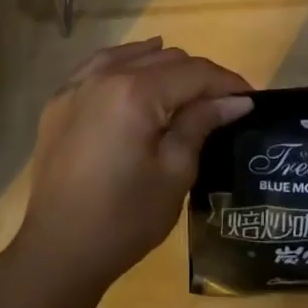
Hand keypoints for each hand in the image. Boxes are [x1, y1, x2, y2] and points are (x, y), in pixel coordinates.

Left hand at [9, 38, 251, 297]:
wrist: (57, 251)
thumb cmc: (124, 218)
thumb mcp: (175, 173)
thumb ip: (201, 124)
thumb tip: (235, 100)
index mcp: (136, 92)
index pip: (194, 72)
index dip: (226, 82)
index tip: (250, 98)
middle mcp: (105, 76)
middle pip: (165, 59)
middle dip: (198, 76)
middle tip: (221, 104)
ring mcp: (77, 85)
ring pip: (133, 56)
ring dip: (164, 66)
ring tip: (186, 89)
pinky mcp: (60, 100)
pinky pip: (100, 66)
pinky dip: (126, 64)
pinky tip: (138, 71)